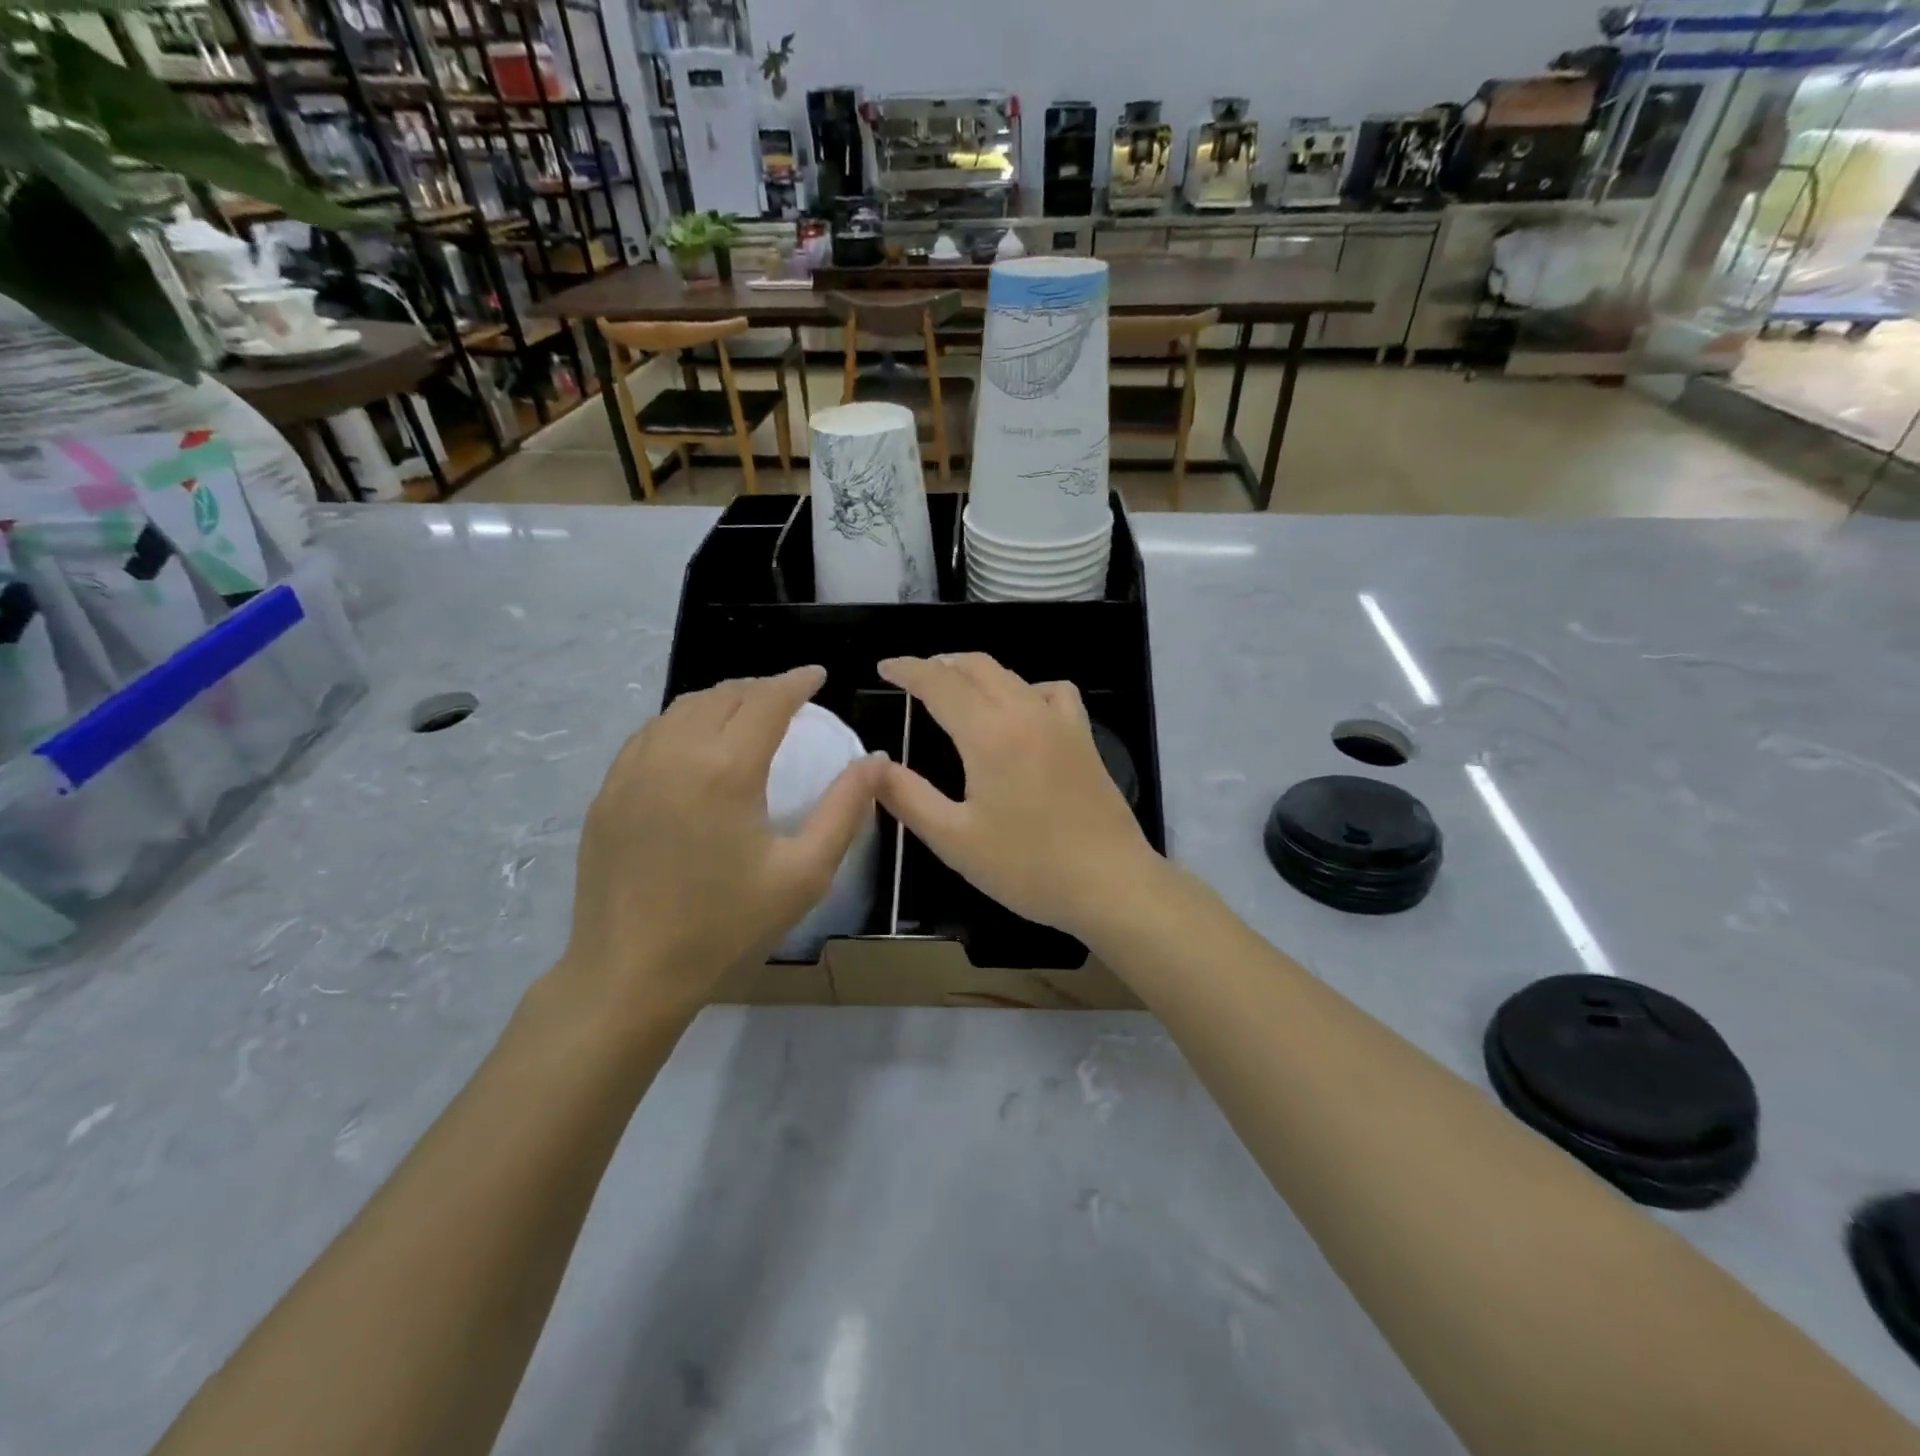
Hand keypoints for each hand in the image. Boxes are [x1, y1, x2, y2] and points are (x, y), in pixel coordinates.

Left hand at [552, 667, 879, 1023]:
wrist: (629, 975)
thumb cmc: (726, 927)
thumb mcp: (804, 874)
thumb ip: (845, 810)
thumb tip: (876, 761)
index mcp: (725, 769)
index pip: (766, 700)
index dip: (796, 681)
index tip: (818, 675)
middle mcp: (674, 754)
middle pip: (723, 696)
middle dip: (761, 687)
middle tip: (789, 697)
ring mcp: (632, 771)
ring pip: (682, 708)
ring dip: (721, 700)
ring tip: (747, 713)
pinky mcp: (607, 792)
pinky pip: (649, 734)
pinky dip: (682, 722)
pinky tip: (695, 744)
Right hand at [875, 654, 1166, 941]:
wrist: (1111, 883)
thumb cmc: (1027, 866)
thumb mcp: (954, 839)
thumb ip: (908, 797)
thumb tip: (875, 764)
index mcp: (989, 733)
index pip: (939, 682)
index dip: (908, 669)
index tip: (885, 667)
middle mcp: (1025, 712)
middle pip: (977, 666)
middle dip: (939, 664)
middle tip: (912, 677)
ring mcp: (1061, 722)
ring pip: (1012, 675)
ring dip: (977, 672)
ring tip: (956, 690)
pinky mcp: (1084, 738)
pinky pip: (1052, 692)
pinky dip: (1026, 688)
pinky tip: (1021, 711)